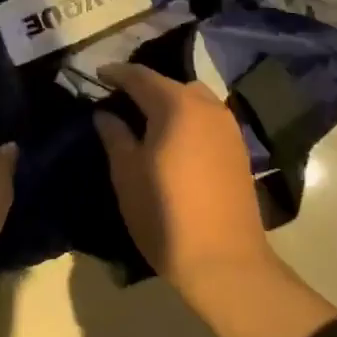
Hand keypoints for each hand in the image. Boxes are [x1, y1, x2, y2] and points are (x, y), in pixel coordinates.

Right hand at [94, 63, 336, 336]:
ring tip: (146, 120)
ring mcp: (228, 127)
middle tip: (119, 100)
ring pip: (192, 99)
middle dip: (143, 86)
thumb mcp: (126, 174)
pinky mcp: (238, 149)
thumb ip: (114, 135)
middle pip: (169, 84)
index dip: (116, 73)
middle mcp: (206, 106)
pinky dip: (187, 118)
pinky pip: (206, 118)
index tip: (97, 75)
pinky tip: (174, 139)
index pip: (140, 76)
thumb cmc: (165, 214)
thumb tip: (105, 113)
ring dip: (168, 101)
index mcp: (176, 105)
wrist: (225, 263)